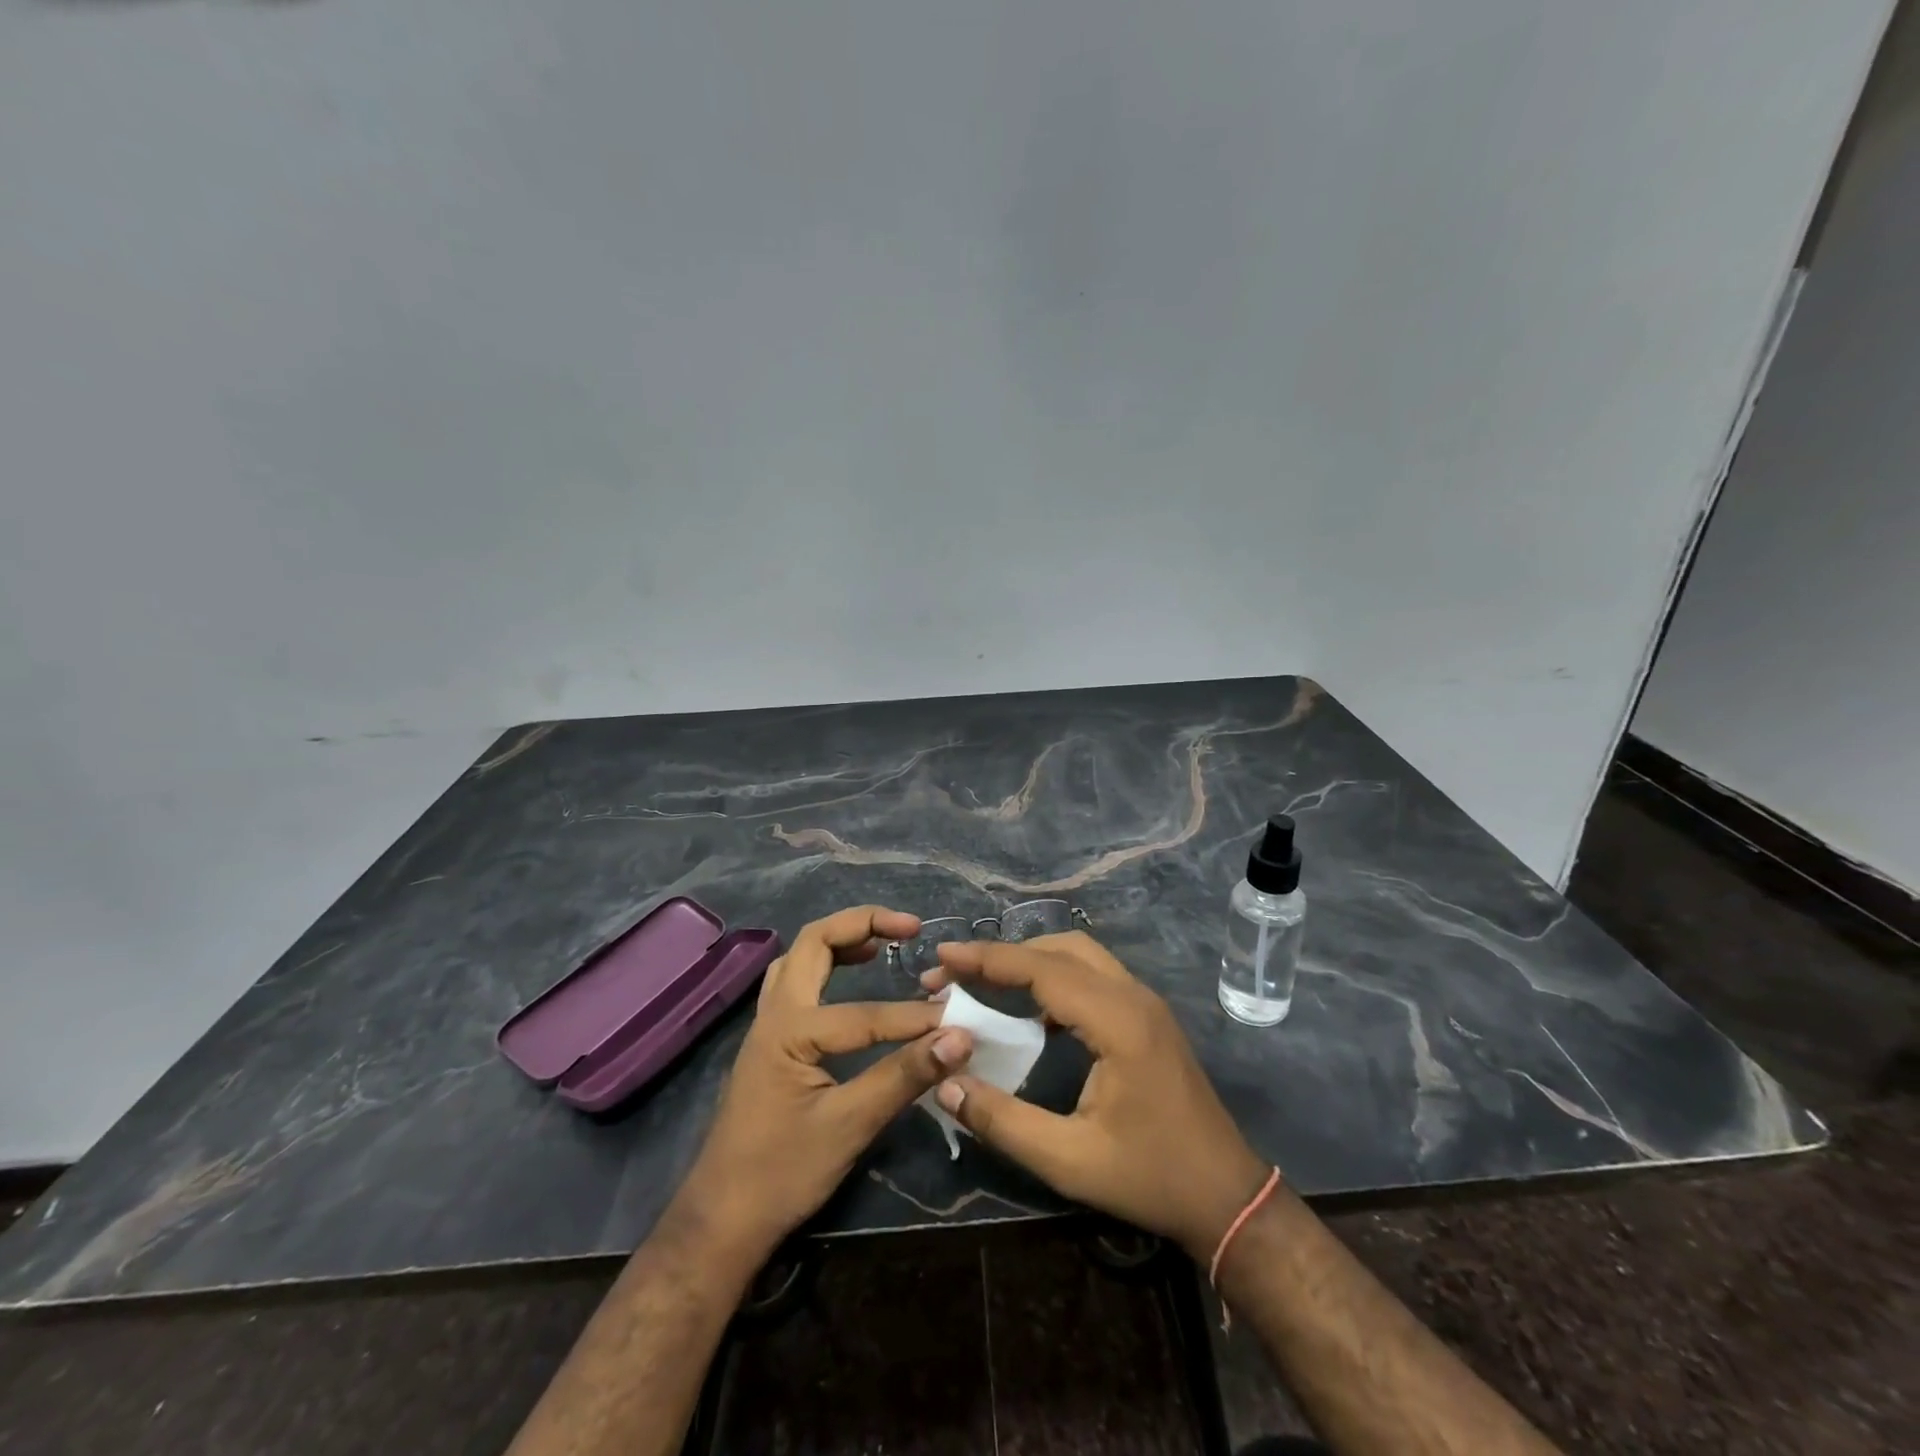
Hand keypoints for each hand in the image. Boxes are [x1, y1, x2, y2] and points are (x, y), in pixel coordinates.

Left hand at [670, 906, 973, 1268]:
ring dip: (841, 939)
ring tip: (884, 942)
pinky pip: (798, 981)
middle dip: (862, 923)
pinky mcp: (771, 1041)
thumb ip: (904, 1077)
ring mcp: (767, 1025)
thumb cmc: (782, 1174)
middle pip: (814, 942)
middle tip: (909, 927)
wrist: (722, 1220)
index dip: (915, 1019)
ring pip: (801, 957)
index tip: (958, 1023)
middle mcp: (774, 1014)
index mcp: (790, 1030)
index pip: (866, 1013)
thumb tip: (960, 1039)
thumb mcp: (849, 1126)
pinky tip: (853, 979)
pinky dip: (828, 964)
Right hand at [923, 931, 1268, 1260]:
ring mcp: (1145, 1003)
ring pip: (1080, 956)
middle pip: (1061, 948)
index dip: (989, 959)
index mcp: (1118, 1021)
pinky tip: (1032, 1013)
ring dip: (1031, 961)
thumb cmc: (1150, 1178)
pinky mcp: (1148, 1017)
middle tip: (957, 973)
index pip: (1042, 969)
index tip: (942, 956)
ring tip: (985, 983)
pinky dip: (1055, 978)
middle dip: (1005, 954)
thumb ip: (1002, 1121)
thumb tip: (944, 1084)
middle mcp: (1133, 997)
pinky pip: (1094, 977)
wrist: (1226, 1196)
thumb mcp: (1068, 1160)